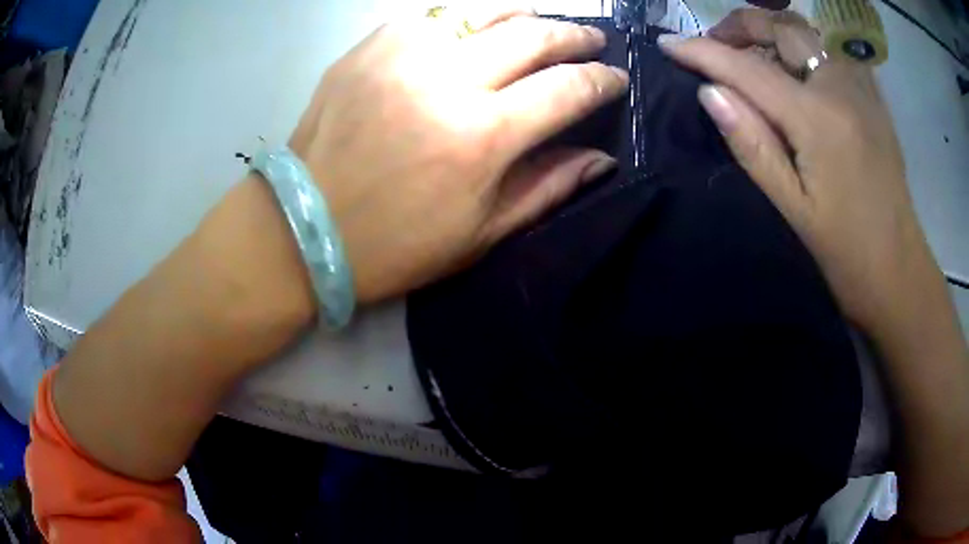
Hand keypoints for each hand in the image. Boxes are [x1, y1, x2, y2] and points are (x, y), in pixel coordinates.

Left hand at [289, 7, 627, 304]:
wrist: (303, 229)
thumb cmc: (394, 244)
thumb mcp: (480, 234)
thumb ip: (547, 186)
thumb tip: (600, 158)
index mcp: (482, 136)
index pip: (566, 88)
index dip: (602, 80)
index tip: (616, 78)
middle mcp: (447, 79)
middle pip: (532, 35)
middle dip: (574, 36)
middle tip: (591, 40)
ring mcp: (402, 54)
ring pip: (484, 10)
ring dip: (524, 15)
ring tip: (541, 25)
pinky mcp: (368, 47)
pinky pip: (432, 16)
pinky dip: (465, 19)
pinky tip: (475, 32)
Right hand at [659, 9, 936, 333]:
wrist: (900, 271)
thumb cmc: (846, 252)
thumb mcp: (792, 208)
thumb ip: (752, 143)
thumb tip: (711, 93)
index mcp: (818, 119)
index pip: (748, 68)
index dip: (703, 52)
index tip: (668, 43)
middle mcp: (841, 87)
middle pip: (782, 27)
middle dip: (741, 25)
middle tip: (716, 45)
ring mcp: (862, 89)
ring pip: (808, 34)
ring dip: (773, 33)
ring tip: (753, 56)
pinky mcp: (873, 99)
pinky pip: (831, 52)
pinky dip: (803, 49)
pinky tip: (797, 73)